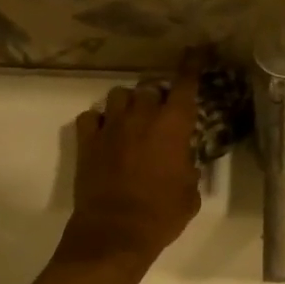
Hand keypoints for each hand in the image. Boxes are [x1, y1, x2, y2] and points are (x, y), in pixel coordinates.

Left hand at [57, 54, 203, 268]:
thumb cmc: (161, 215)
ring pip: (119, 95)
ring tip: (131, 120)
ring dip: (128, 104)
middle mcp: (141, 117)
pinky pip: (91, 117)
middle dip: (157, 97)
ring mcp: (111, 127)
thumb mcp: (190, 194)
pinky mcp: (87, 142)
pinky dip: (99, 121)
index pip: (185, 84)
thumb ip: (189, 170)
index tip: (196, 50)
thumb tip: (184, 165)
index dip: (192, 64)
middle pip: (149, 88)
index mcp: (173, 126)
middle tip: (160, 115)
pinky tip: (105, 134)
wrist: (115, 233)